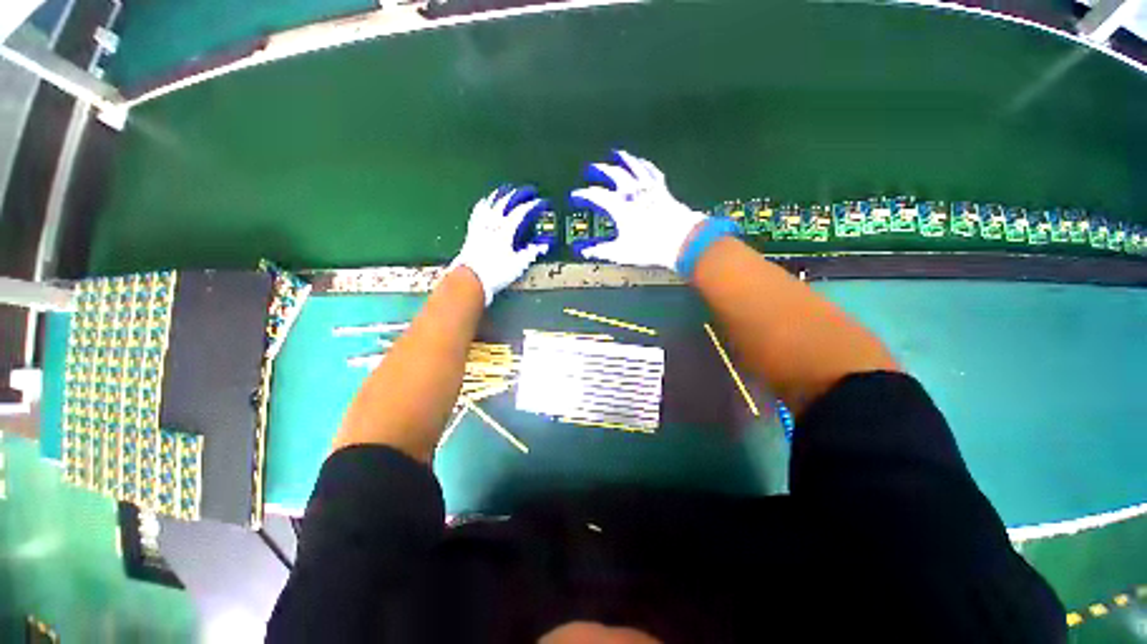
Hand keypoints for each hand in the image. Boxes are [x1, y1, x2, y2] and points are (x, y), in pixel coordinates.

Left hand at [450, 185, 550, 305]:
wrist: (471, 279)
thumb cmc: (495, 273)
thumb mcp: (518, 264)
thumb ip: (530, 252)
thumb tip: (543, 246)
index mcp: (505, 231)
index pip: (520, 212)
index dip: (531, 205)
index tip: (539, 201)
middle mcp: (492, 225)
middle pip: (504, 204)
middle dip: (516, 195)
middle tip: (524, 191)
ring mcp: (480, 228)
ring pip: (488, 206)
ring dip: (497, 196)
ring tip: (503, 190)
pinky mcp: (471, 234)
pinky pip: (477, 214)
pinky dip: (481, 206)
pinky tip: (482, 203)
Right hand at [569, 150, 706, 270]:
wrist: (682, 241)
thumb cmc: (651, 247)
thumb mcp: (620, 252)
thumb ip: (599, 250)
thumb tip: (583, 251)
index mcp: (620, 207)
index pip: (595, 195)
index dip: (583, 195)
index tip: (575, 196)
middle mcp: (633, 193)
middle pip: (613, 174)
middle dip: (600, 170)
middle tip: (591, 168)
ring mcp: (649, 190)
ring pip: (634, 167)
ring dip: (623, 159)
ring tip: (616, 153)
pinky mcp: (663, 191)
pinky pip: (652, 172)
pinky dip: (645, 166)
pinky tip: (644, 163)